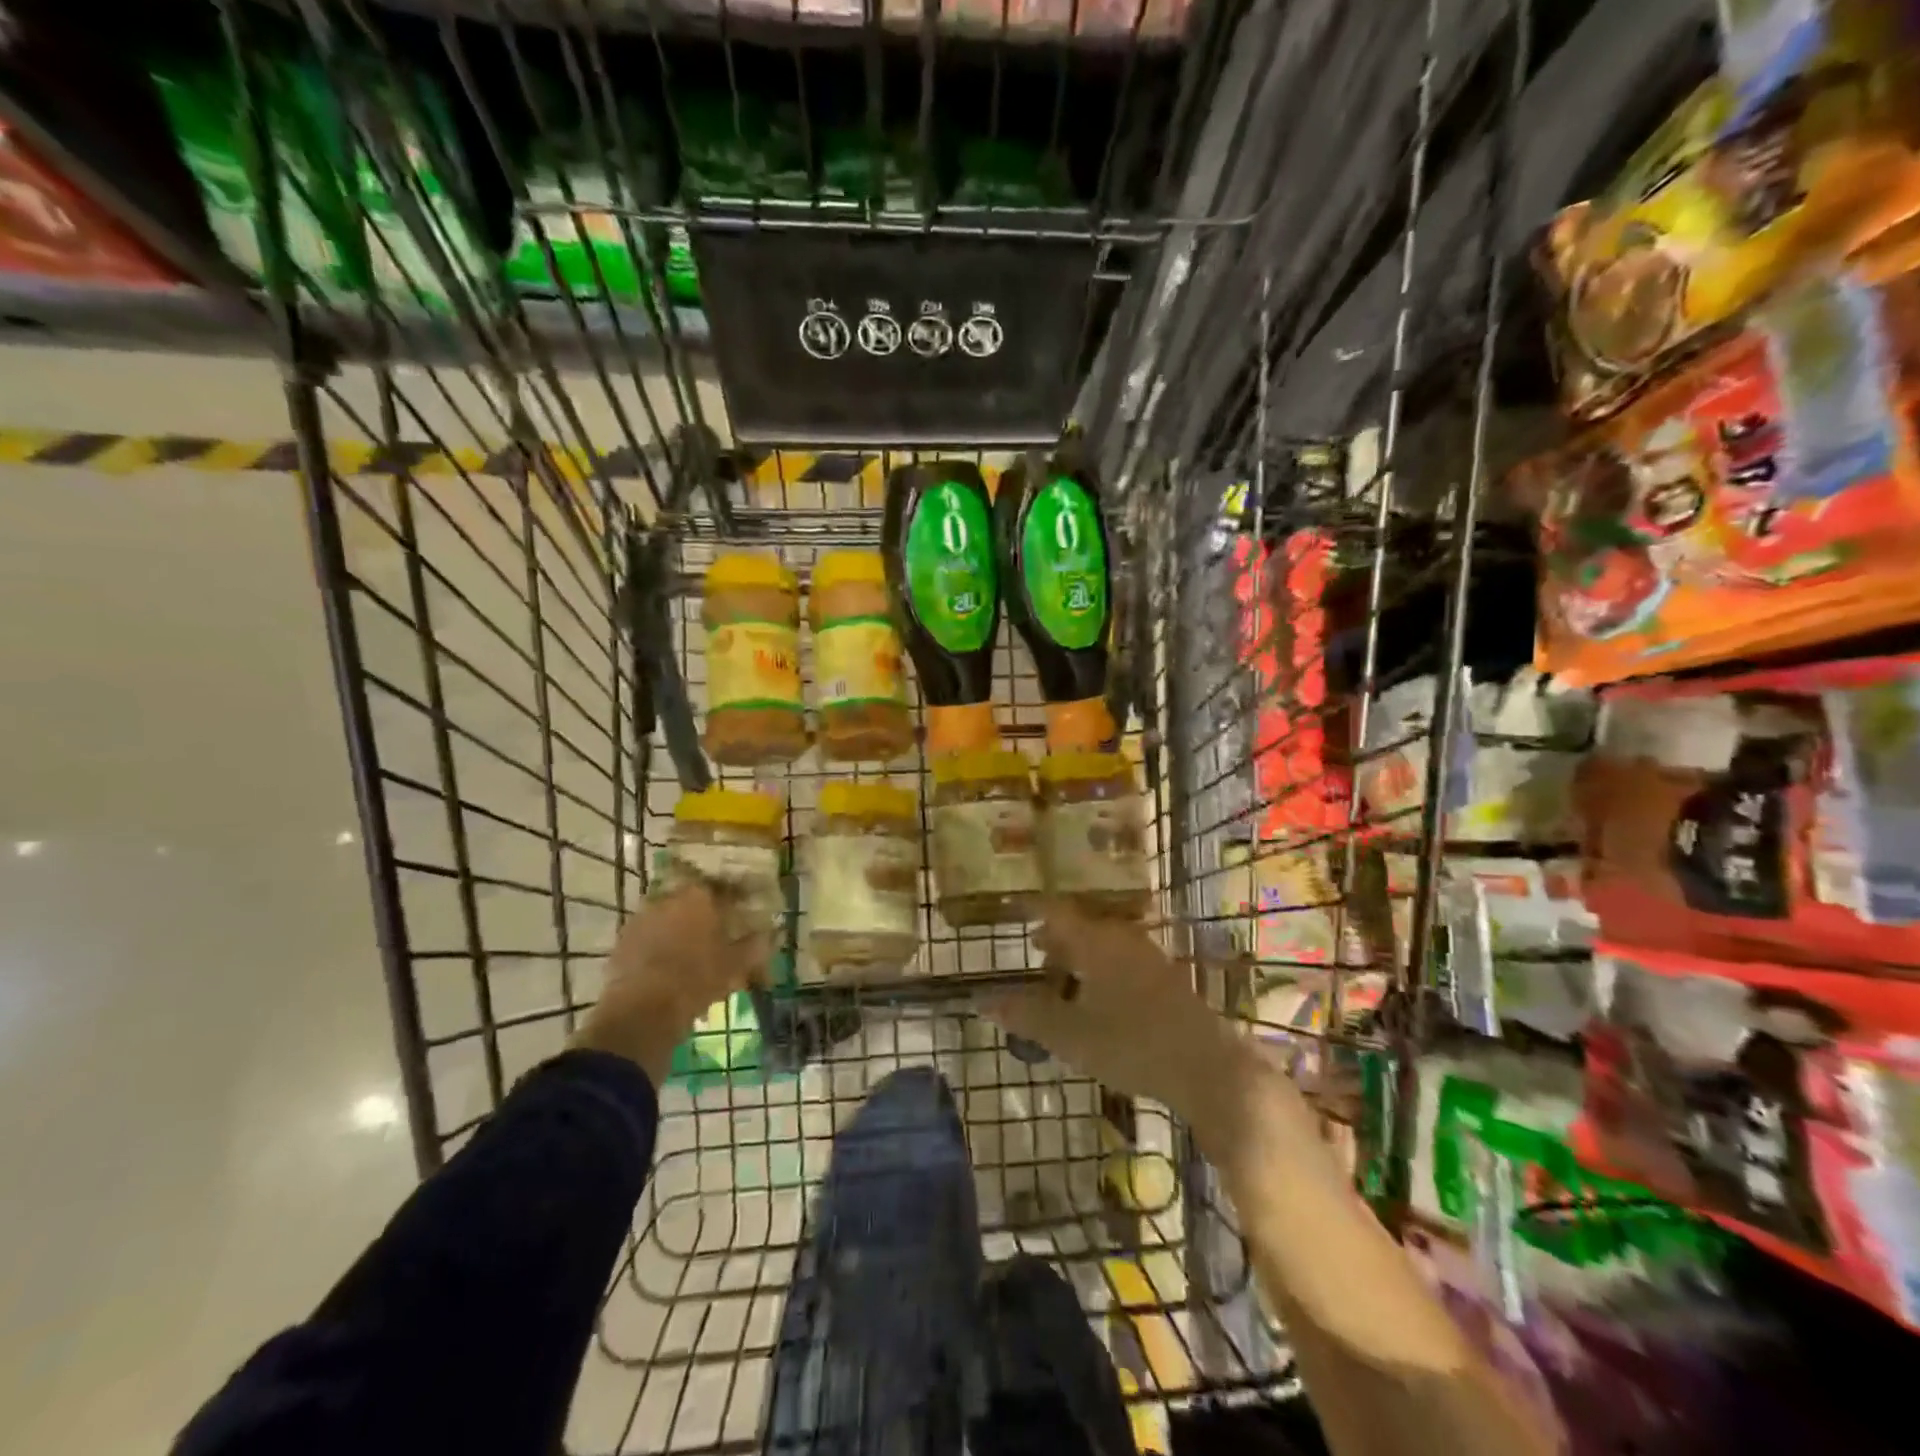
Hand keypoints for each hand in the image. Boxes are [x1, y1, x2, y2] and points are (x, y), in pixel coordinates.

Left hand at [575, 885, 769, 1084]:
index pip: (725, 889)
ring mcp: (641, 919)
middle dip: (707, 918)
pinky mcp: (622, 943)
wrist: (642, 1012)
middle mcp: (668, 898)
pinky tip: (670, 971)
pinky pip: (650, 940)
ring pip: (670, 921)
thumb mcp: (737, 965)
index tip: (745, 915)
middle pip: (694, 903)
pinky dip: (660, 950)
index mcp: (699, 896)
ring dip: (682, 934)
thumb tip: (769, 934)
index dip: (737, 902)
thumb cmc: (698, 980)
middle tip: (719, 939)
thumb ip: (755, 946)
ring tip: (694, 959)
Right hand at [982, 901, 1248, 1123]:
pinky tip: (1097, 998)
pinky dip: (1100, 968)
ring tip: (1061, 977)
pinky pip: (1121, 959)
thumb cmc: (1132, 1045)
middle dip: (1055, 935)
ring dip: (1079, 954)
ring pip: (1103, 942)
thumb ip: (1026, 1015)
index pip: (1055, 910)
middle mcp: (1123, 938)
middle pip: (1082, 924)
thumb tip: (981, 1001)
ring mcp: (1148, 957)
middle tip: (1032, 948)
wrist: (1209, 1068)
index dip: (1031, 908)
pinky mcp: (1165, 978)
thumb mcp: (1070, 1035)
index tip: (1010, 908)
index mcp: (1097, 941)